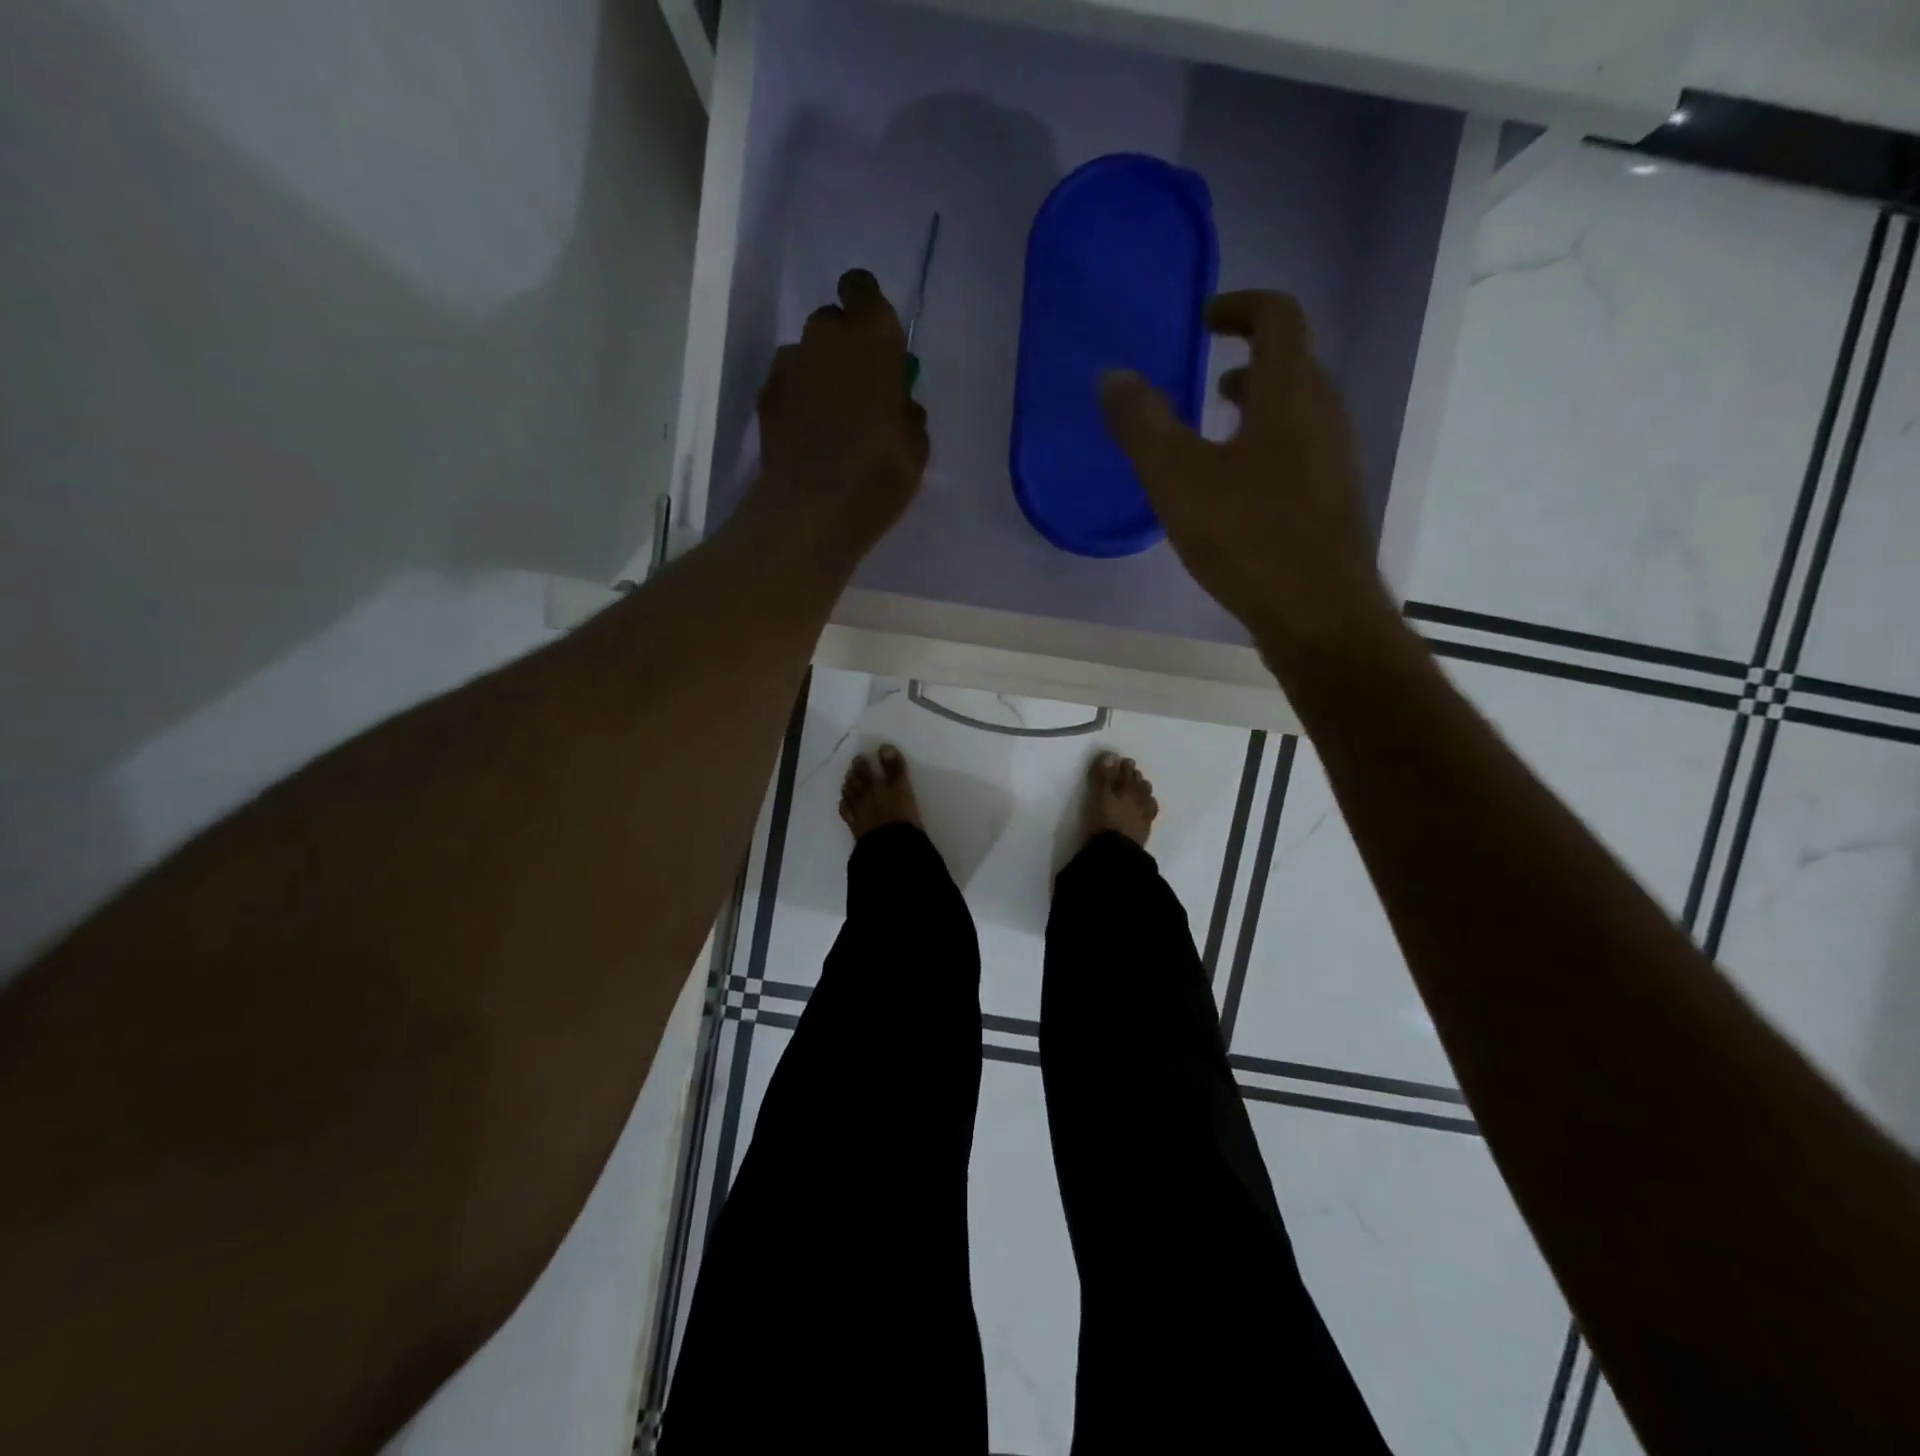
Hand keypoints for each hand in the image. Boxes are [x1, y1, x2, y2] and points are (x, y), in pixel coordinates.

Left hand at [752, 268, 928, 558]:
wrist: (811, 510)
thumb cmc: (878, 474)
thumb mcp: (916, 447)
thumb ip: (906, 411)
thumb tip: (897, 403)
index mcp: (871, 338)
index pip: (862, 288)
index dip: (868, 308)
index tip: (877, 341)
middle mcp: (825, 337)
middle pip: (832, 322)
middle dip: (844, 347)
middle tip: (859, 389)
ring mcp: (789, 365)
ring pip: (807, 354)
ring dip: (819, 374)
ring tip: (831, 420)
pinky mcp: (765, 396)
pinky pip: (788, 384)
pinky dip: (798, 399)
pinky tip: (808, 436)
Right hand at [1100, 291, 1394, 661]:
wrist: (1319, 614)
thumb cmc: (1248, 537)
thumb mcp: (1178, 479)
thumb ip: (1142, 425)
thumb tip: (1114, 376)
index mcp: (1289, 393)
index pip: (1278, 317)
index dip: (1240, 306)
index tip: (1204, 319)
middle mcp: (1323, 415)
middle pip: (1293, 363)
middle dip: (1249, 360)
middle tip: (1206, 380)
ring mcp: (1335, 461)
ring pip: (1298, 412)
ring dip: (1259, 408)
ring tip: (1215, 435)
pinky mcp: (1333, 503)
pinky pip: (1300, 453)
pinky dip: (1267, 448)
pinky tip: (1235, 495)